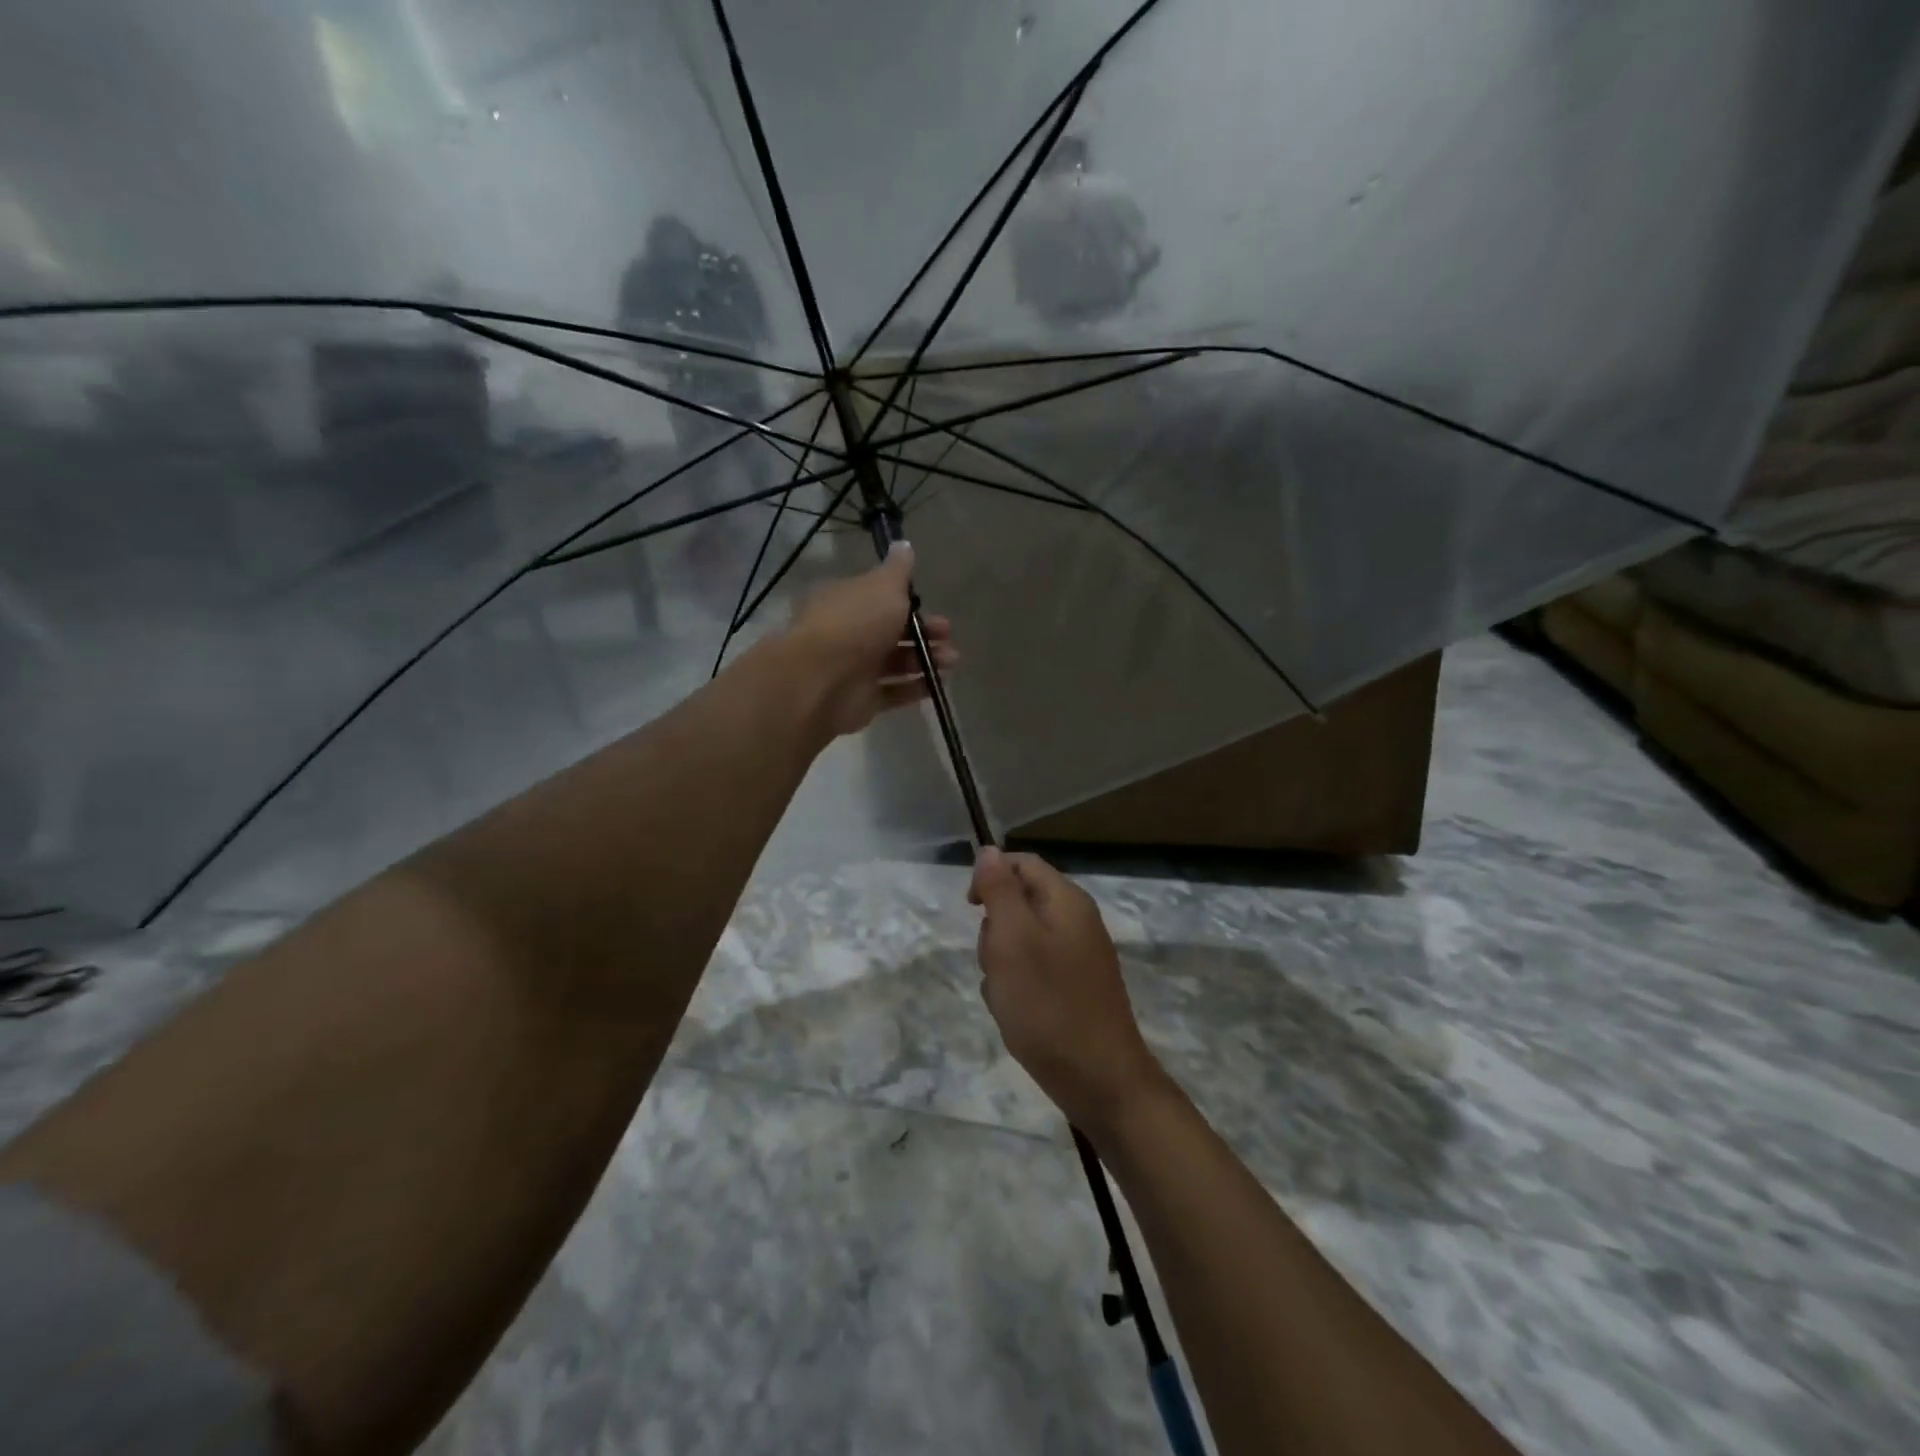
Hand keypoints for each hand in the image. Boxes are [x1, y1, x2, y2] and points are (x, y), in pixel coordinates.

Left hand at [787, 544, 955, 737]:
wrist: (824, 679)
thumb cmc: (856, 623)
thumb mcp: (884, 586)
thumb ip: (898, 570)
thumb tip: (904, 544)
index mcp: (847, 601)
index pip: (880, 598)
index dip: (909, 601)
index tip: (934, 606)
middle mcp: (848, 633)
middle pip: (892, 631)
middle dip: (924, 633)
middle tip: (948, 636)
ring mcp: (854, 669)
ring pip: (896, 662)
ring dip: (926, 660)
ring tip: (950, 662)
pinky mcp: (862, 700)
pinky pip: (893, 692)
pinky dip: (916, 688)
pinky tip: (938, 685)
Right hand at [970, 849, 1168, 1136]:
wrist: (1099, 1080)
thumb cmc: (1049, 1004)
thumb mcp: (1012, 939)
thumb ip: (1000, 890)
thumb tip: (989, 850)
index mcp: (1067, 901)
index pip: (1023, 863)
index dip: (991, 876)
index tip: (970, 907)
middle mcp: (1077, 922)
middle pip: (1020, 903)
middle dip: (995, 930)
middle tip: (995, 962)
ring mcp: (1078, 957)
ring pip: (1021, 942)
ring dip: (1002, 964)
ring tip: (1006, 995)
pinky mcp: (1075, 988)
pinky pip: (1033, 972)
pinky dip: (1017, 988)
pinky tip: (1017, 1014)